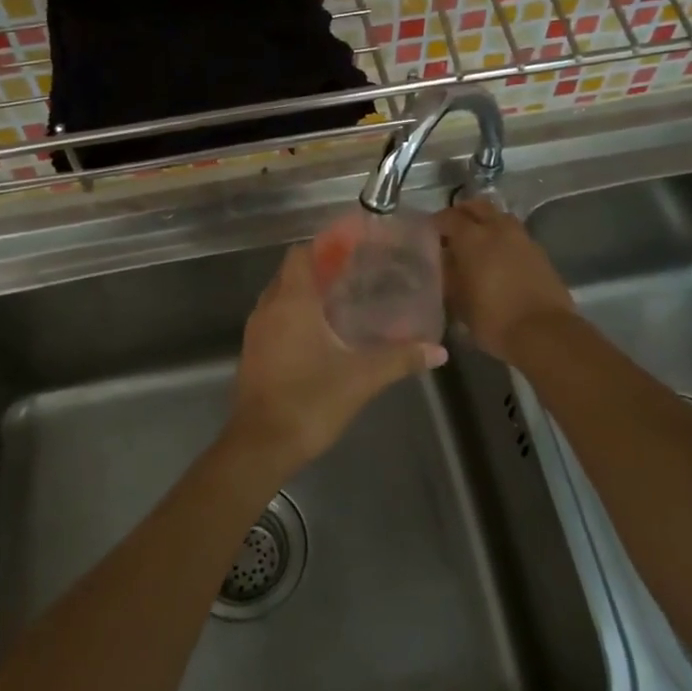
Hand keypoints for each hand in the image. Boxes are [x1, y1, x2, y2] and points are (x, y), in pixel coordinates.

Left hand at [227, 244, 445, 478]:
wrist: (261, 445)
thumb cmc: (310, 400)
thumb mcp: (362, 378)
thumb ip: (400, 359)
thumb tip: (438, 351)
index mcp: (291, 302)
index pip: (301, 254)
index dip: (325, 245)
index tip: (353, 245)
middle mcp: (268, 309)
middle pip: (291, 273)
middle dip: (319, 267)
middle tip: (355, 271)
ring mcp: (256, 332)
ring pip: (281, 297)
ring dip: (306, 292)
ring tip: (342, 298)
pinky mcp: (253, 354)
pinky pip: (275, 319)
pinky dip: (295, 315)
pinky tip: (322, 333)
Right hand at [435, 199, 575, 362]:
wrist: (544, 332)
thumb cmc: (493, 319)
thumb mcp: (458, 301)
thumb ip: (448, 276)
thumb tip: (444, 262)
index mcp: (473, 238)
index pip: (448, 217)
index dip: (436, 223)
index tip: (428, 234)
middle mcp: (498, 229)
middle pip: (477, 206)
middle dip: (462, 213)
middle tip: (452, 231)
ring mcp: (522, 238)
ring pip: (499, 217)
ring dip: (486, 222)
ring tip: (477, 243)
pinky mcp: (540, 252)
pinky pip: (515, 235)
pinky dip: (503, 239)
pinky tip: (498, 258)